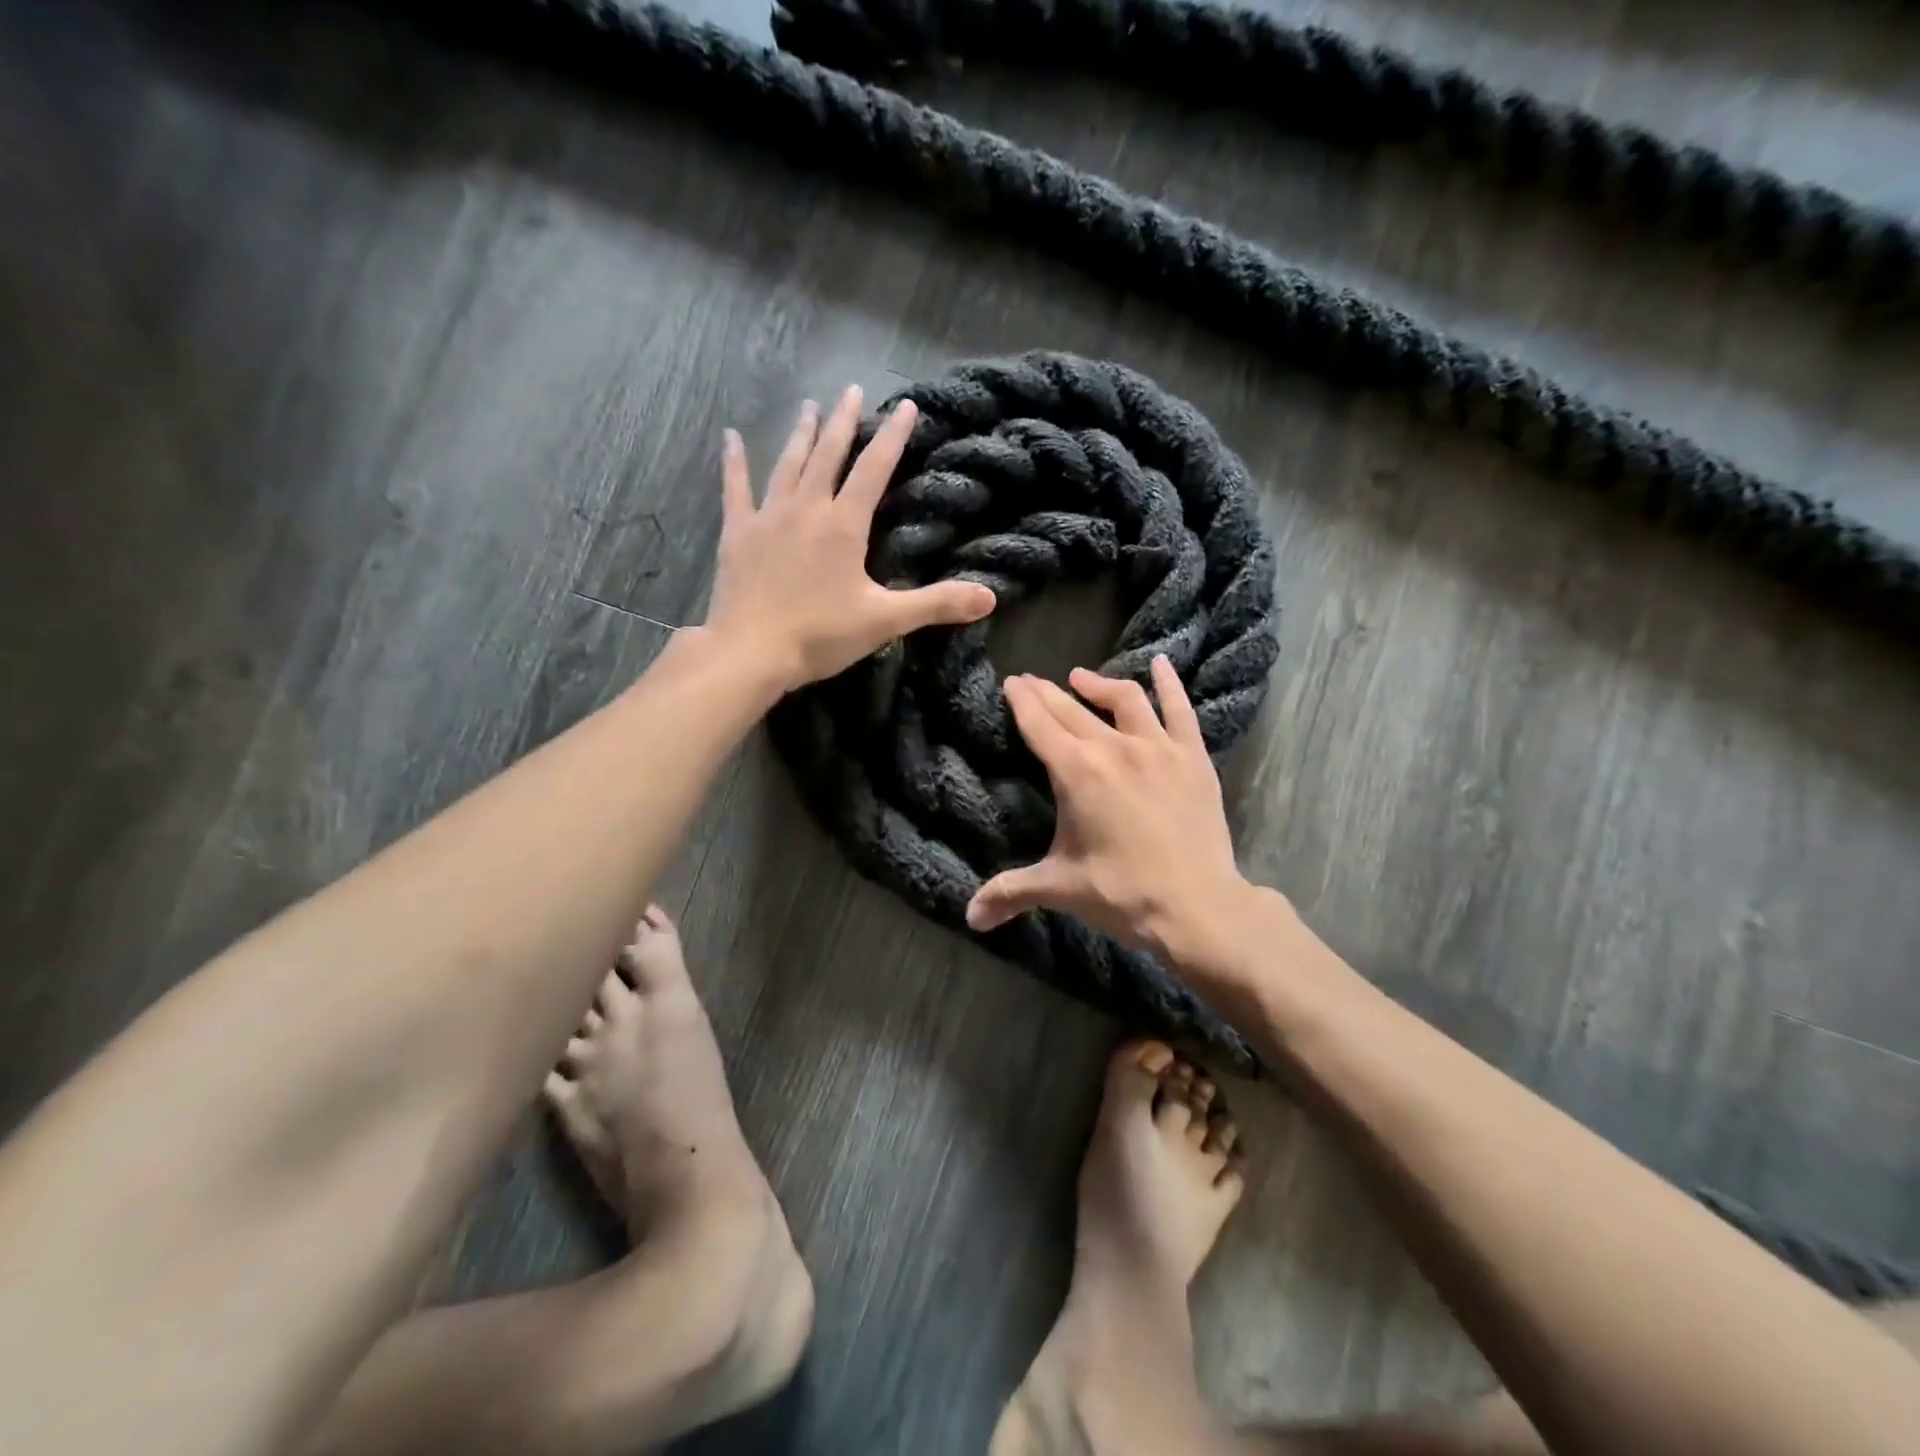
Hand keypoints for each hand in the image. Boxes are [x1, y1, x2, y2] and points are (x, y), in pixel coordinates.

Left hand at [703, 386, 995, 688]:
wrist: (752, 652)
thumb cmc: (821, 635)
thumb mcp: (886, 620)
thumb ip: (937, 604)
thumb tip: (990, 597)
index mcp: (844, 524)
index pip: (874, 469)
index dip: (893, 437)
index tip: (906, 406)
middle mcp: (807, 508)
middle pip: (828, 454)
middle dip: (843, 421)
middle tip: (852, 390)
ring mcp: (768, 516)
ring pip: (788, 464)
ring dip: (801, 434)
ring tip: (809, 405)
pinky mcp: (738, 533)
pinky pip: (735, 488)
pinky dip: (734, 462)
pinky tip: (730, 437)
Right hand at [966, 659, 1249, 963]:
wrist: (1197, 906)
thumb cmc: (1121, 893)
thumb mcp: (1059, 888)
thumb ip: (1010, 892)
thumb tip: (969, 917)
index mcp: (1076, 772)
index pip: (1039, 724)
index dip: (1022, 701)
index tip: (1012, 682)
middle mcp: (1113, 747)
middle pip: (1072, 709)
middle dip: (1047, 692)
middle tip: (1032, 680)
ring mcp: (1157, 747)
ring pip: (1124, 699)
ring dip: (1098, 684)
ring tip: (1080, 677)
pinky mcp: (1192, 756)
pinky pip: (1180, 709)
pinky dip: (1169, 684)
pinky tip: (1160, 664)